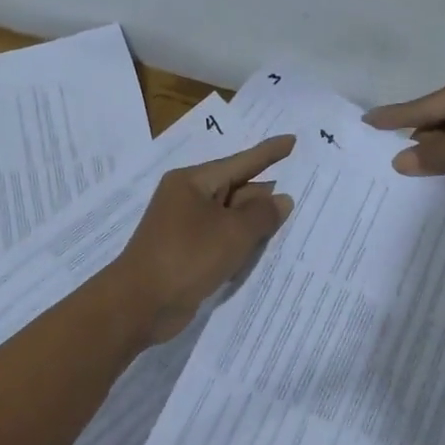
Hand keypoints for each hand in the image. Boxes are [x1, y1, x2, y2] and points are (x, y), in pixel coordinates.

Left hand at [109, 135, 295, 343]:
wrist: (140, 304)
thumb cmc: (187, 257)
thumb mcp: (233, 233)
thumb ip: (262, 214)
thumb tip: (281, 199)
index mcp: (193, 182)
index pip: (241, 162)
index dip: (269, 153)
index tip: (293, 140)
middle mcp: (188, 198)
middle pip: (235, 189)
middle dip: (266, 192)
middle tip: (303, 188)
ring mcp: (185, 227)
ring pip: (230, 217)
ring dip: (256, 221)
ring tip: (292, 218)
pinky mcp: (187, 253)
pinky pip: (222, 239)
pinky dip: (242, 242)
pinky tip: (265, 247)